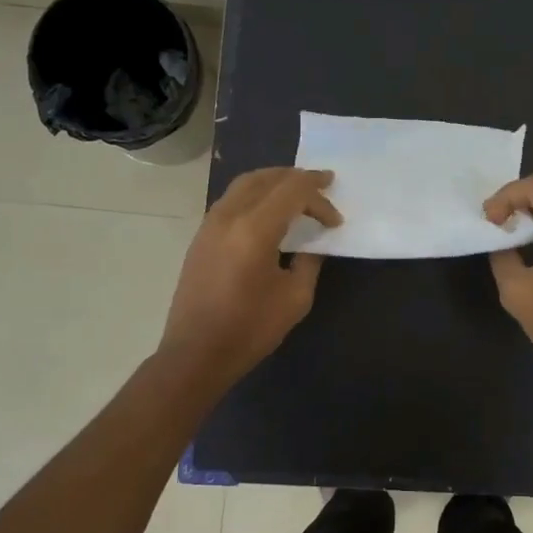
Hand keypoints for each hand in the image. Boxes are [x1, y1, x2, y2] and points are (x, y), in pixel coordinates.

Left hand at [159, 167, 341, 387]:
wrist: (196, 354)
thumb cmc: (250, 329)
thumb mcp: (295, 298)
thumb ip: (309, 262)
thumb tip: (312, 246)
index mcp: (255, 229)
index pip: (293, 191)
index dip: (319, 197)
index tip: (336, 219)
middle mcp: (229, 216)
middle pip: (266, 178)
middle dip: (297, 178)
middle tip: (322, 185)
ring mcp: (210, 224)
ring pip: (245, 184)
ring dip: (274, 182)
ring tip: (297, 192)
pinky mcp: (201, 237)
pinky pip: (232, 200)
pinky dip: (256, 195)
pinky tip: (269, 212)